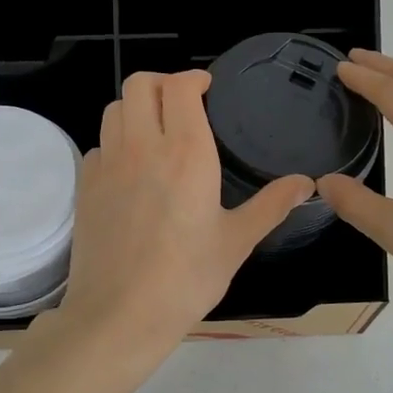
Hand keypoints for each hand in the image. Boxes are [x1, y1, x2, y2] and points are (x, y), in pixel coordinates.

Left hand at [49, 70, 313, 362]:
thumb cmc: (186, 279)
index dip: (192, 78)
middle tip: (180, 103)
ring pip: (114, 109)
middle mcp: (142, 147)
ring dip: (136, 108)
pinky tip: (131, 170)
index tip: (206, 88)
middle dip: (161, 83)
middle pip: (139, 84)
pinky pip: (99, 145)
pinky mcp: (85, 186)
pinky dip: (116, 143)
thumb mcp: (236, 242)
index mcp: (185, 153)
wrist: (119, 314)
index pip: (178, 87)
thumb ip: (271, 205)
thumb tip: (307, 183)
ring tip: (156, 131)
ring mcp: (107, 165)